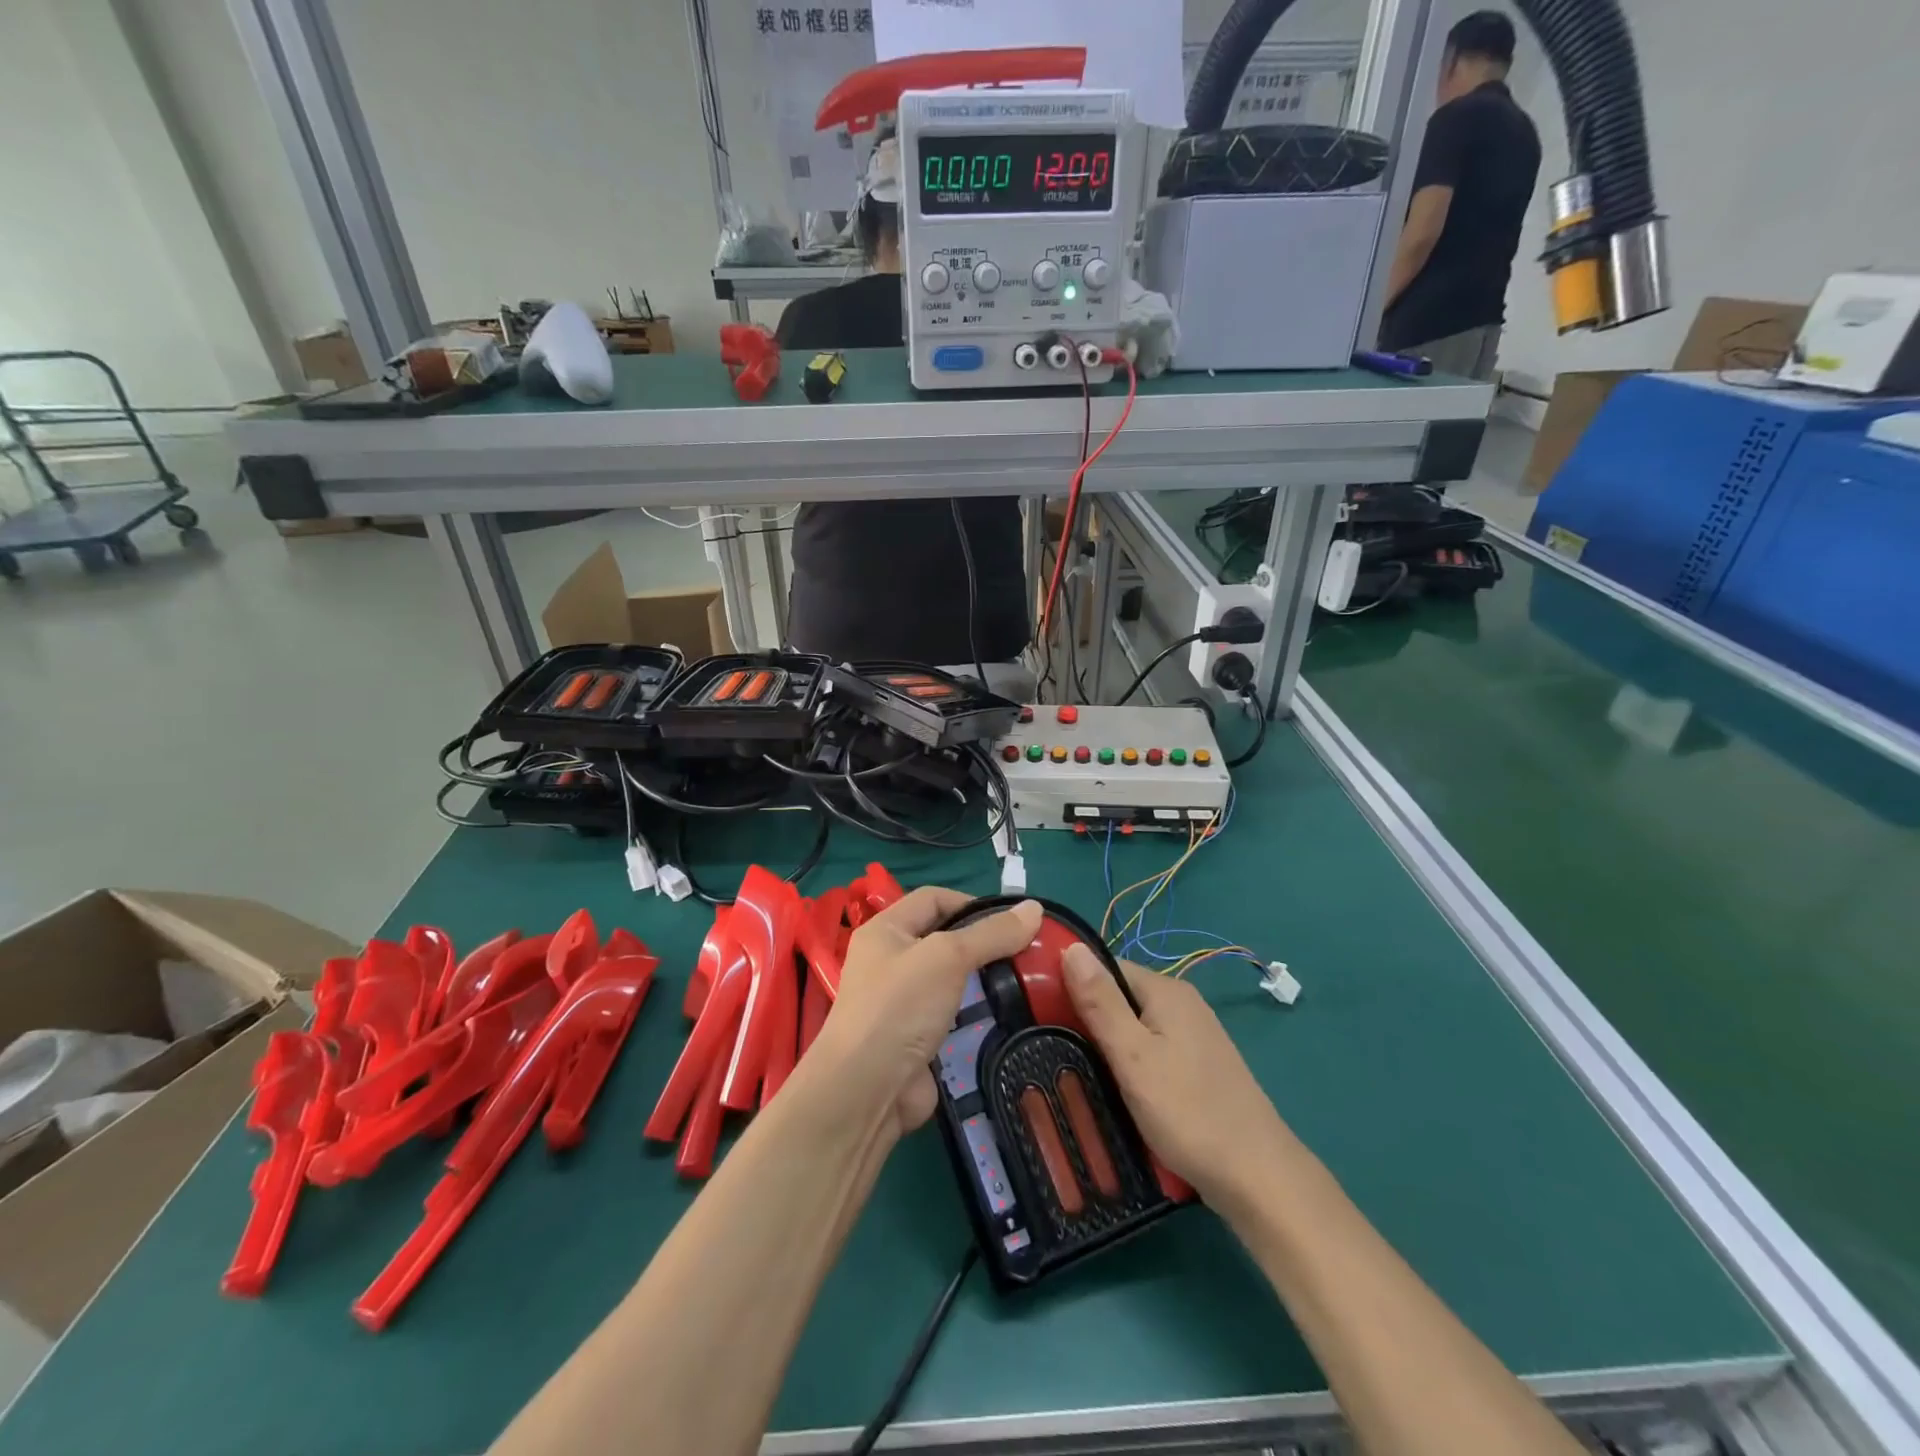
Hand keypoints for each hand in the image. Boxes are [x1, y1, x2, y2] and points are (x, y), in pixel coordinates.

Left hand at [814, 889, 1041, 1135]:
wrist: (866, 1091)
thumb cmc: (900, 1007)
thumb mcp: (948, 957)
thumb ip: (991, 933)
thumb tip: (1035, 907)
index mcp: (885, 930)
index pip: (932, 899)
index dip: (971, 902)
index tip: (1011, 921)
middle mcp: (890, 961)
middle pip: (944, 939)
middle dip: (983, 944)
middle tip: (1027, 953)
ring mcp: (903, 1003)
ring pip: (952, 981)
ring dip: (984, 982)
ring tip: (1026, 984)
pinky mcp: (917, 1039)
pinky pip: (954, 1017)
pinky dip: (977, 1016)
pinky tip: (1008, 1018)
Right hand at [1063, 945, 1290, 1204]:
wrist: (1257, 1176)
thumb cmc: (1188, 1111)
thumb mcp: (1132, 1055)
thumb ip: (1100, 1001)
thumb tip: (1071, 948)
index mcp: (1166, 991)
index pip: (1106, 966)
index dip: (1072, 984)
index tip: (1040, 1011)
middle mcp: (1183, 1002)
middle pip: (1120, 995)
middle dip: (1089, 1018)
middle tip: (1054, 1047)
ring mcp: (1195, 1035)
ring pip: (1136, 1026)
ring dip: (1108, 1044)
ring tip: (1077, 1070)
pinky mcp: (1199, 1065)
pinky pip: (1152, 1049)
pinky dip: (1131, 1063)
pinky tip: (1116, 1089)